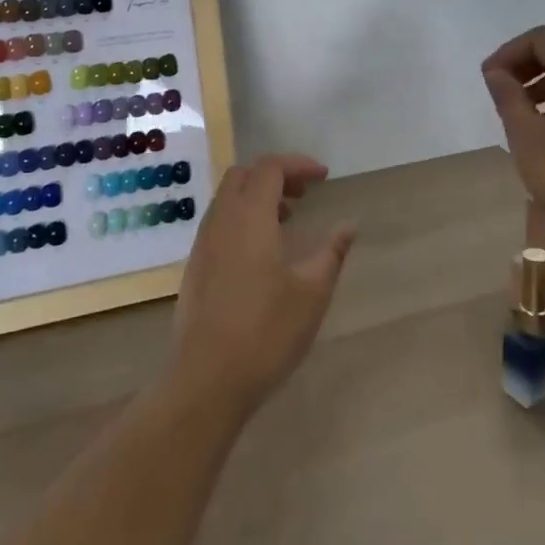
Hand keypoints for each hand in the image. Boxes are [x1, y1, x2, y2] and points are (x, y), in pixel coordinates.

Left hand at [166, 154, 357, 414]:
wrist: (206, 379)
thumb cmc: (266, 332)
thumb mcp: (311, 293)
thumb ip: (332, 253)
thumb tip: (349, 226)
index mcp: (249, 218)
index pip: (269, 168)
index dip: (298, 165)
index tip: (324, 177)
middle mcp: (221, 222)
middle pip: (243, 176)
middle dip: (275, 175)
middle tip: (304, 193)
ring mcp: (203, 245)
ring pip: (227, 199)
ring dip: (256, 196)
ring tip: (287, 219)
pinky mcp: (195, 267)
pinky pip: (219, 223)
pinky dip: (242, 218)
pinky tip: (262, 251)